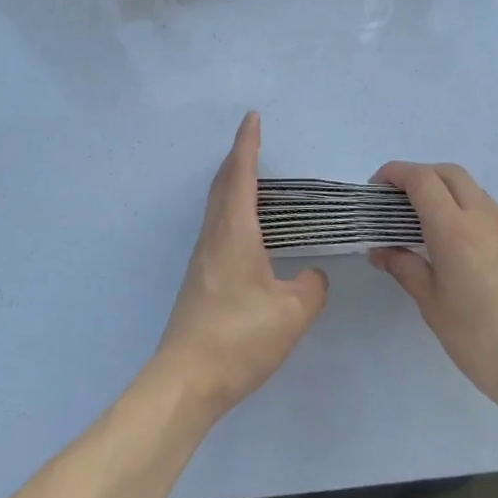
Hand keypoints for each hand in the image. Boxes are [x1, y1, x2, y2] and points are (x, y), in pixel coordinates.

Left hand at [153, 113, 328, 417]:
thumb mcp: (291, 313)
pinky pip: (218, 225)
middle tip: (254, 140)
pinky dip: (232, 207)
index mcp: (235, 232)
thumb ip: (310, 288)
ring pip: (217, 204)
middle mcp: (214, 235)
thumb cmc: (239, 338)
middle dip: (238, 157)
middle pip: (223, 183)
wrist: (187, 379)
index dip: (248, 144)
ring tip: (254, 178)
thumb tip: (311, 276)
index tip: (253, 117)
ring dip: (233, 182)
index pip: (241, 175)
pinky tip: (247, 228)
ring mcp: (204, 257)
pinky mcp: (201, 277)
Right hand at [369, 162, 497, 401]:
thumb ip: (405, 268)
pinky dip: (472, 218)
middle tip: (402, 200)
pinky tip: (468, 254)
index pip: (422, 179)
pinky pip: (495, 218)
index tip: (378, 186)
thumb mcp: (432, 306)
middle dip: (422, 176)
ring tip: (432, 227)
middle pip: (450, 174)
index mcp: (455, 230)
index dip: (396, 173)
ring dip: (449, 195)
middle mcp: (485, 219)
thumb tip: (380, 251)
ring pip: (475, 193)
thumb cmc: (480, 341)